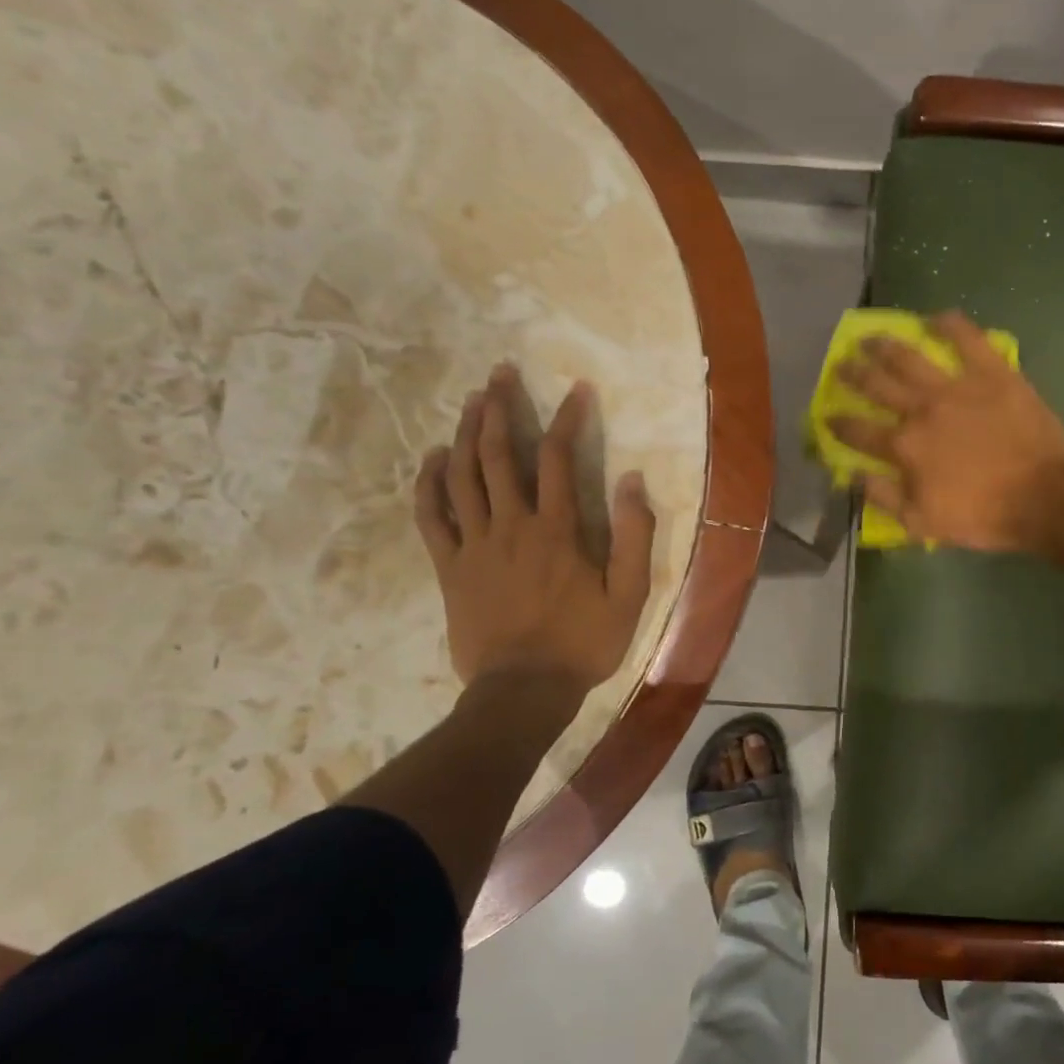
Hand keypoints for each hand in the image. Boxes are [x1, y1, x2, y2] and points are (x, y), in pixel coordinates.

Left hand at [414, 365, 656, 691]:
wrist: (524, 691)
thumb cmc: (583, 643)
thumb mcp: (629, 594)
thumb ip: (633, 535)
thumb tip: (631, 479)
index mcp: (556, 529)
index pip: (558, 456)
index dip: (567, 417)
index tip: (575, 388)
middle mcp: (511, 525)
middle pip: (498, 454)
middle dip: (500, 407)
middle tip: (500, 372)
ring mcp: (474, 545)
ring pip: (462, 475)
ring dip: (464, 432)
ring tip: (470, 400)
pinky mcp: (449, 568)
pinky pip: (431, 517)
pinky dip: (429, 483)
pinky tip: (432, 458)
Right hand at [829, 311, 1063, 551]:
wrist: (1044, 496)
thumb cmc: (983, 515)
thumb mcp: (923, 523)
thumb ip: (882, 496)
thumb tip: (853, 473)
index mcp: (904, 446)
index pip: (858, 430)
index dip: (838, 423)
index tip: (827, 415)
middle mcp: (921, 409)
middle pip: (877, 384)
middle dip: (854, 373)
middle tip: (842, 363)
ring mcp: (957, 386)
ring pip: (911, 356)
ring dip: (886, 344)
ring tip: (871, 337)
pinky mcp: (992, 373)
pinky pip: (968, 339)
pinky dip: (951, 325)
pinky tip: (936, 317)